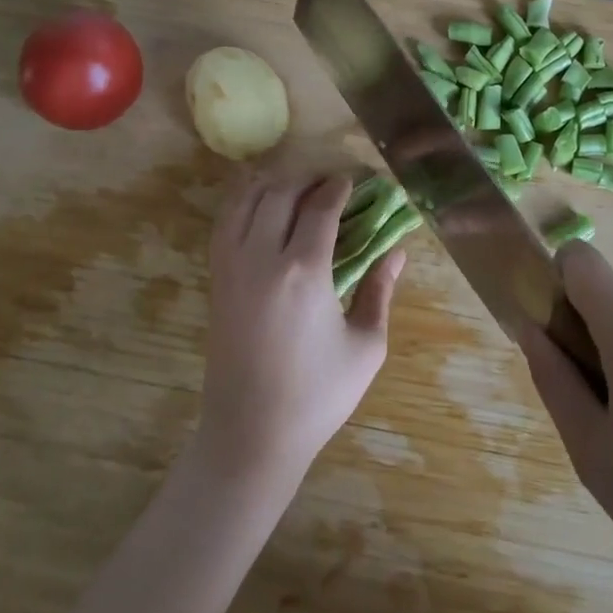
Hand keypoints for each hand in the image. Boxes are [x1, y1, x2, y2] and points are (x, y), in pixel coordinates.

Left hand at [196, 172, 404, 484]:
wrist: (250, 435)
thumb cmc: (317, 395)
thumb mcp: (365, 346)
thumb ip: (380, 290)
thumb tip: (397, 251)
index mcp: (303, 271)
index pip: (320, 207)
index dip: (338, 187)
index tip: (353, 181)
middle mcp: (262, 257)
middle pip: (280, 192)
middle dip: (307, 178)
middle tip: (329, 182)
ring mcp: (232, 266)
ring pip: (246, 200)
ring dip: (273, 183)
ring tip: (296, 186)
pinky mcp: (216, 280)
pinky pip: (225, 223)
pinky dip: (243, 202)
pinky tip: (260, 205)